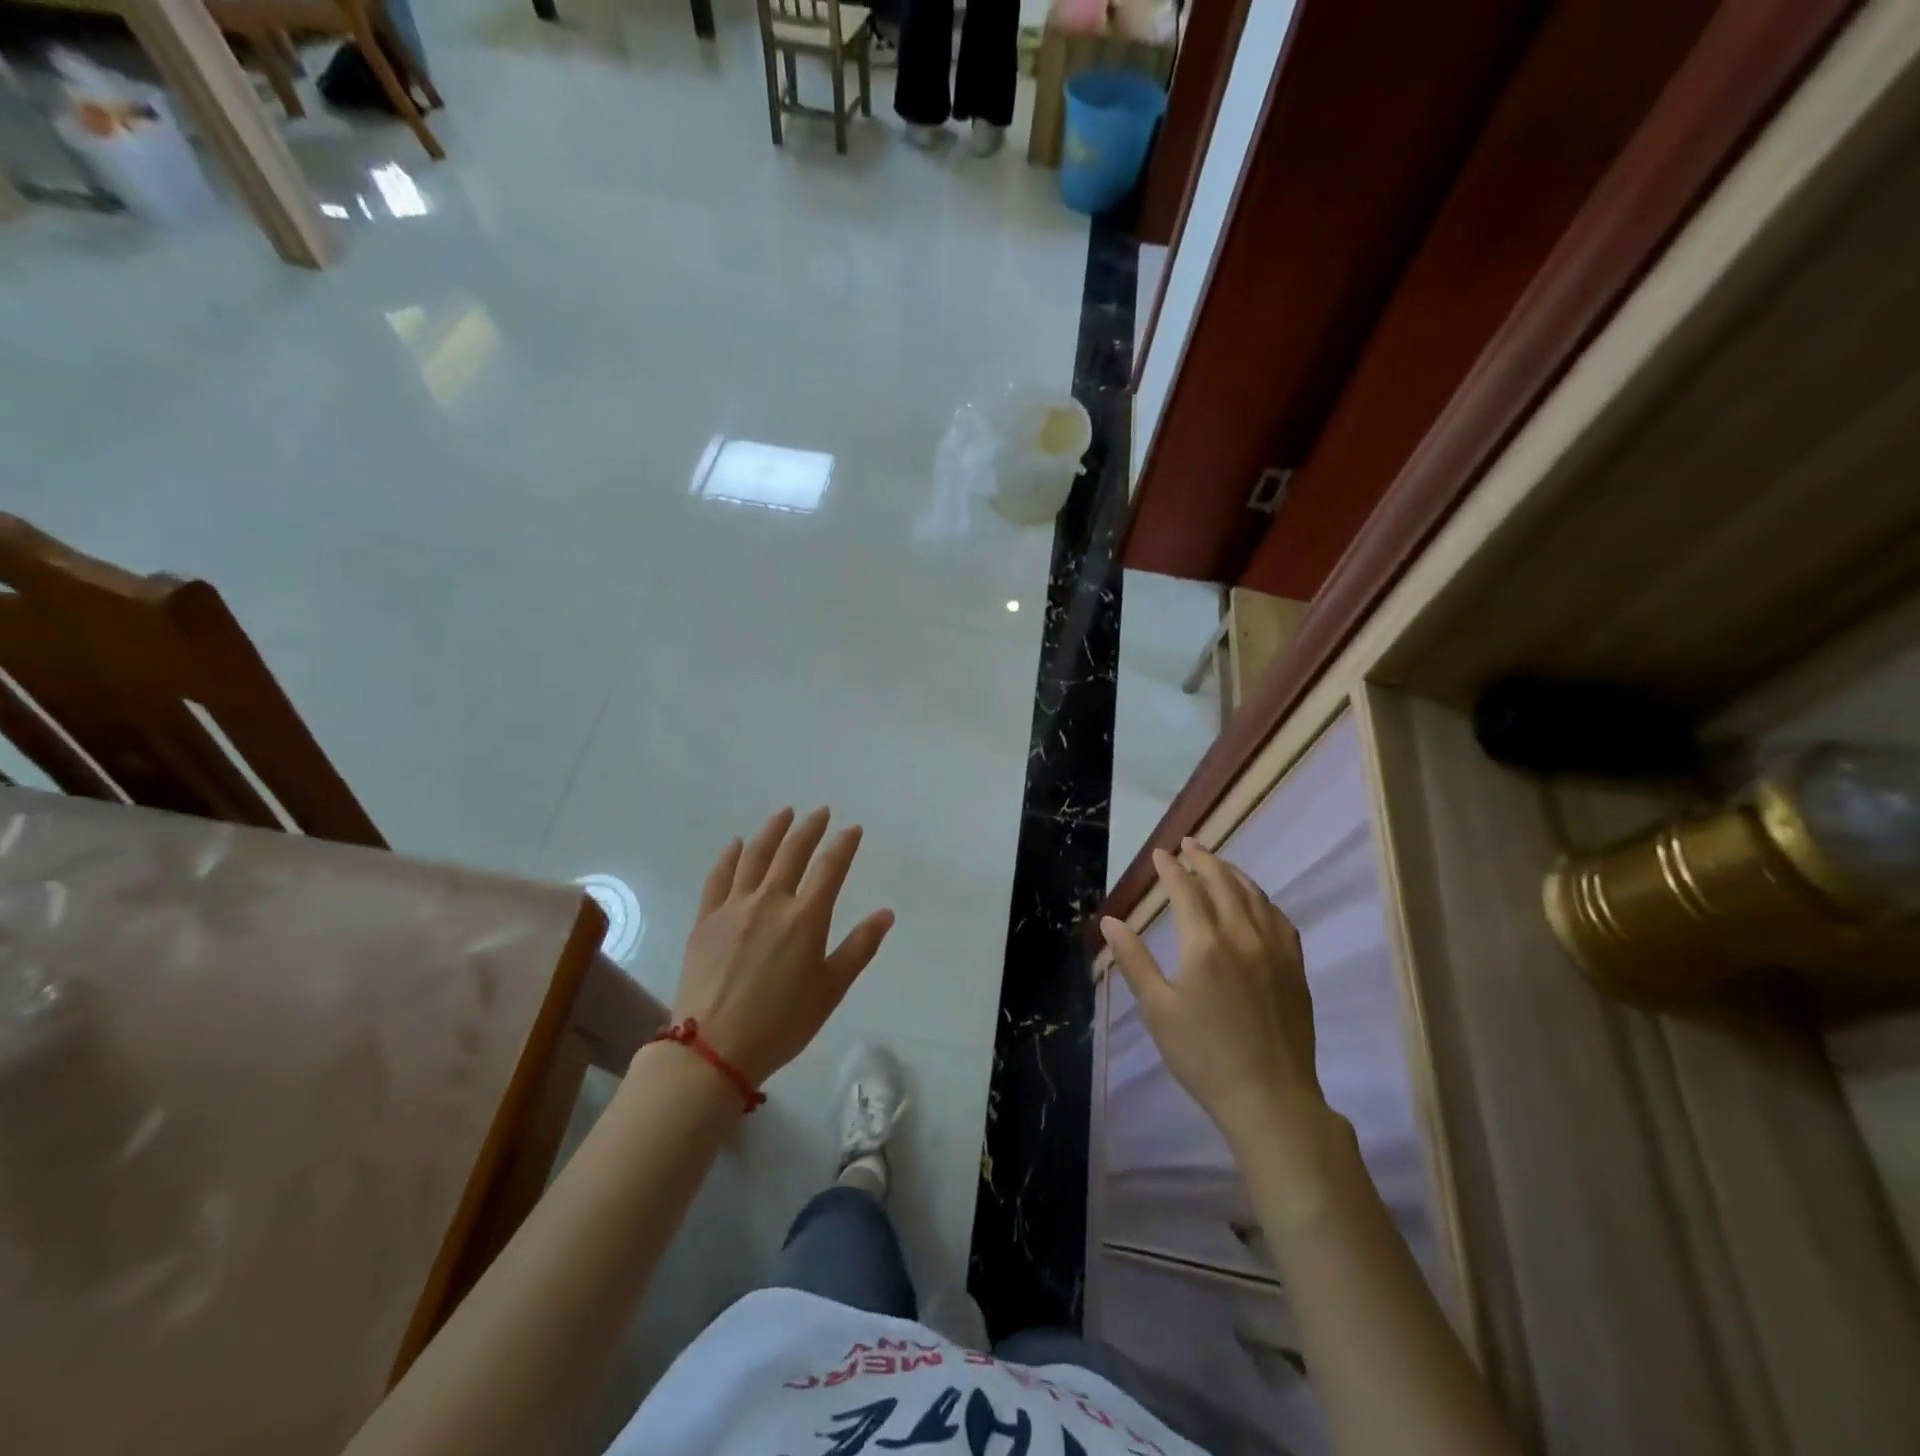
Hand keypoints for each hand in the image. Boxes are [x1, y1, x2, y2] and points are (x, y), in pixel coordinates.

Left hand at [672, 807, 894, 1086]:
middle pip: (792, 852)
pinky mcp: (707, 919)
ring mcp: (733, 907)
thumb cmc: (782, 1023)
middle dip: (809, 828)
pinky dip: (730, 856)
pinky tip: (737, 844)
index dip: (844, 844)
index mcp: (805, 917)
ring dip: (772, 830)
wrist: (713, 1049)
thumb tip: (886, 913)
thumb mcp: (831, 989)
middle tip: (820, 812)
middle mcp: (770, 901)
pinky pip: (718, 877)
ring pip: (755, 856)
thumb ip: (859, 947)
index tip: (853, 830)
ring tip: (784, 814)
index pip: (830, 867)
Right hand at [1100, 839, 1326, 1149]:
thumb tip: (1110, 921)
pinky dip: (1262, 899)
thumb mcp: (1157, 1010)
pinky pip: (1279, 918)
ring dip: (1233, 872)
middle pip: (1223, 882)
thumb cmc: (1203, 1056)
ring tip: (1218, 862)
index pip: (1185, 890)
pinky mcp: (1295, 967)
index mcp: (1205, 944)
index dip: (1171, 868)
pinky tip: (1255, 901)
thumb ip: (1134, 960)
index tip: (1160, 853)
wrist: (1270, 1098)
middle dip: (1203, 858)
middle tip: (1188, 843)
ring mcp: (1275, 949)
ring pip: (1254, 895)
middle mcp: (1242, 935)